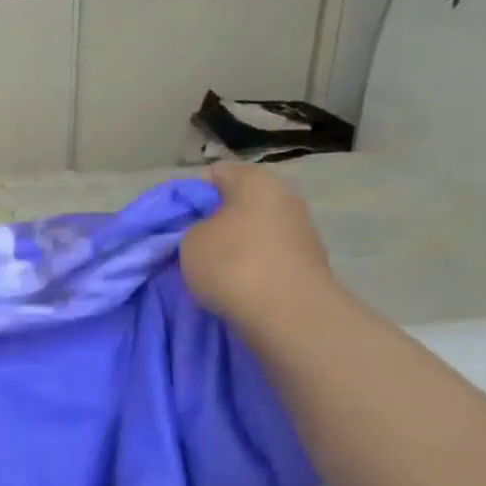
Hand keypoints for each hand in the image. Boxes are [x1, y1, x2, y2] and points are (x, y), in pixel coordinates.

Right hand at [180, 162, 337, 325]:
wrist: (288, 313)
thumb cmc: (232, 264)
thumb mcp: (189, 241)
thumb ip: (193, 228)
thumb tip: (208, 231)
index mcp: (255, 180)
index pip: (215, 173)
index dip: (191, 195)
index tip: (177, 221)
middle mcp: (285, 196)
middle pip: (239, 202)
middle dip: (215, 220)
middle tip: (192, 245)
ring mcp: (301, 229)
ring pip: (255, 230)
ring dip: (236, 245)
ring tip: (213, 270)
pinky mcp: (308, 261)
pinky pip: (269, 255)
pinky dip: (253, 265)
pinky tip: (237, 285)